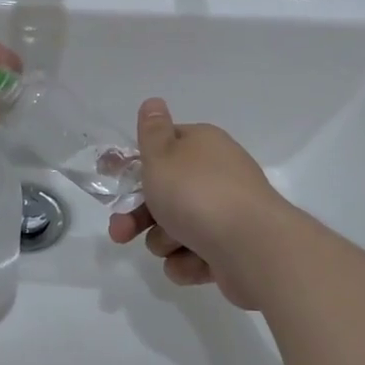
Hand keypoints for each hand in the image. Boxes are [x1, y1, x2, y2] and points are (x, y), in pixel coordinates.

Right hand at [106, 99, 284, 309]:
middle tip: (120, 231)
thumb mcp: (162, 155)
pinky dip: (189, 262)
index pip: (163, 146)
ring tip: (175, 244)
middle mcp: (215, 175)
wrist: (253, 247)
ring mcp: (225, 214)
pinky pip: (194, 256)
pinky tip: (195, 262)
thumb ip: (151, 131)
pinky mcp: (231, 250)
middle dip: (139, 215)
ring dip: (166, 240)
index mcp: (202, 145)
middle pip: (164, 193)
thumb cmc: (198, 194)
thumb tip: (154, 102)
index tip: (111, 177)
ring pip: (175, 229)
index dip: (135, 162)